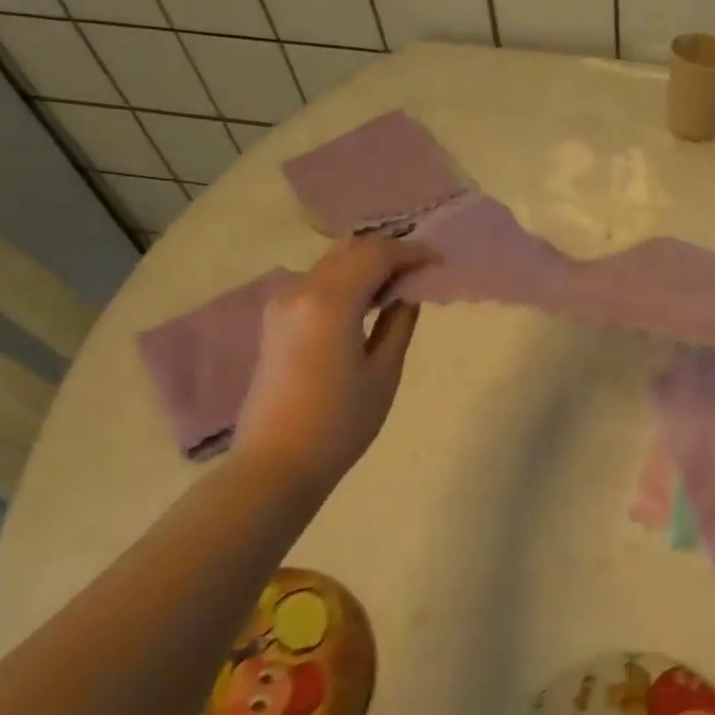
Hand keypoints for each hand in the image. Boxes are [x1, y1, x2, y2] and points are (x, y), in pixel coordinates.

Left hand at [235, 238, 431, 482]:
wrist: (276, 463)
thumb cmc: (340, 424)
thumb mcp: (383, 373)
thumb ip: (398, 324)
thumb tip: (407, 294)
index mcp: (330, 302)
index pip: (376, 255)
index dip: (411, 253)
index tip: (439, 261)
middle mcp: (300, 291)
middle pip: (350, 251)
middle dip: (388, 252)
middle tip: (422, 270)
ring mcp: (282, 304)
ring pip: (331, 263)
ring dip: (365, 264)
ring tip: (399, 285)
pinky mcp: (275, 321)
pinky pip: (316, 283)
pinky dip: (345, 280)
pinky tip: (367, 302)